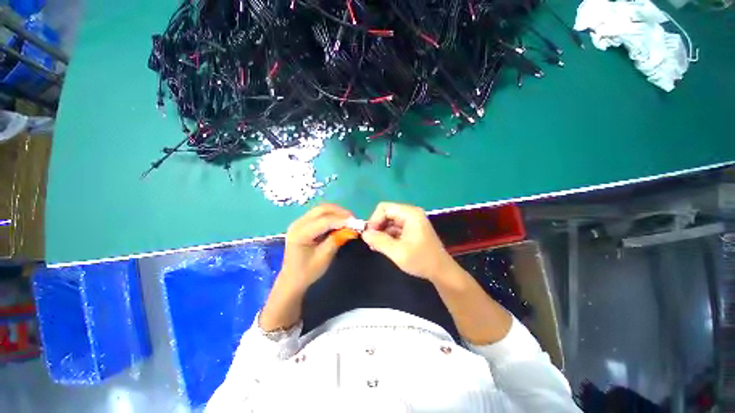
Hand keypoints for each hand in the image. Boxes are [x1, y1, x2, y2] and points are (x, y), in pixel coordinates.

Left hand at [279, 204, 352, 290]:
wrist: (292, 279)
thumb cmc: (308, 271)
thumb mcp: (324, 257)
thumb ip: (337, 240)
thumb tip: (352, 229)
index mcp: (300, 234)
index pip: (324, 221)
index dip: (341, 220)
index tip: (355, 223)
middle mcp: (298, 224)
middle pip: (321, 209)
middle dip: (340, 212)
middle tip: (353, 220)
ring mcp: (299, 222)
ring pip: (321, 209)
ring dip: (336, 212)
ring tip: (349, 220)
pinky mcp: (303, 223)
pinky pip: (319, 214)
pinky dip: (331, 215)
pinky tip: (340, 221)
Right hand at [362, 202, 455, 281]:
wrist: (441, 271)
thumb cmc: (421, 260)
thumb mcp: (397, 252)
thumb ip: (379, 241)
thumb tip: (364, 233)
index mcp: (410, 214)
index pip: (384, 208)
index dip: (374, 220)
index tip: (371, 235)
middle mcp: (411, 213)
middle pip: (386, 213)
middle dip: (377, 226)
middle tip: (372, 242)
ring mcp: (411, 221)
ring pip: (389, 221)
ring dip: (381, 232)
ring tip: (377, 246)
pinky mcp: (411, 229)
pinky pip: (394, 227)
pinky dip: (388, 235)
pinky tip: (385, 246)